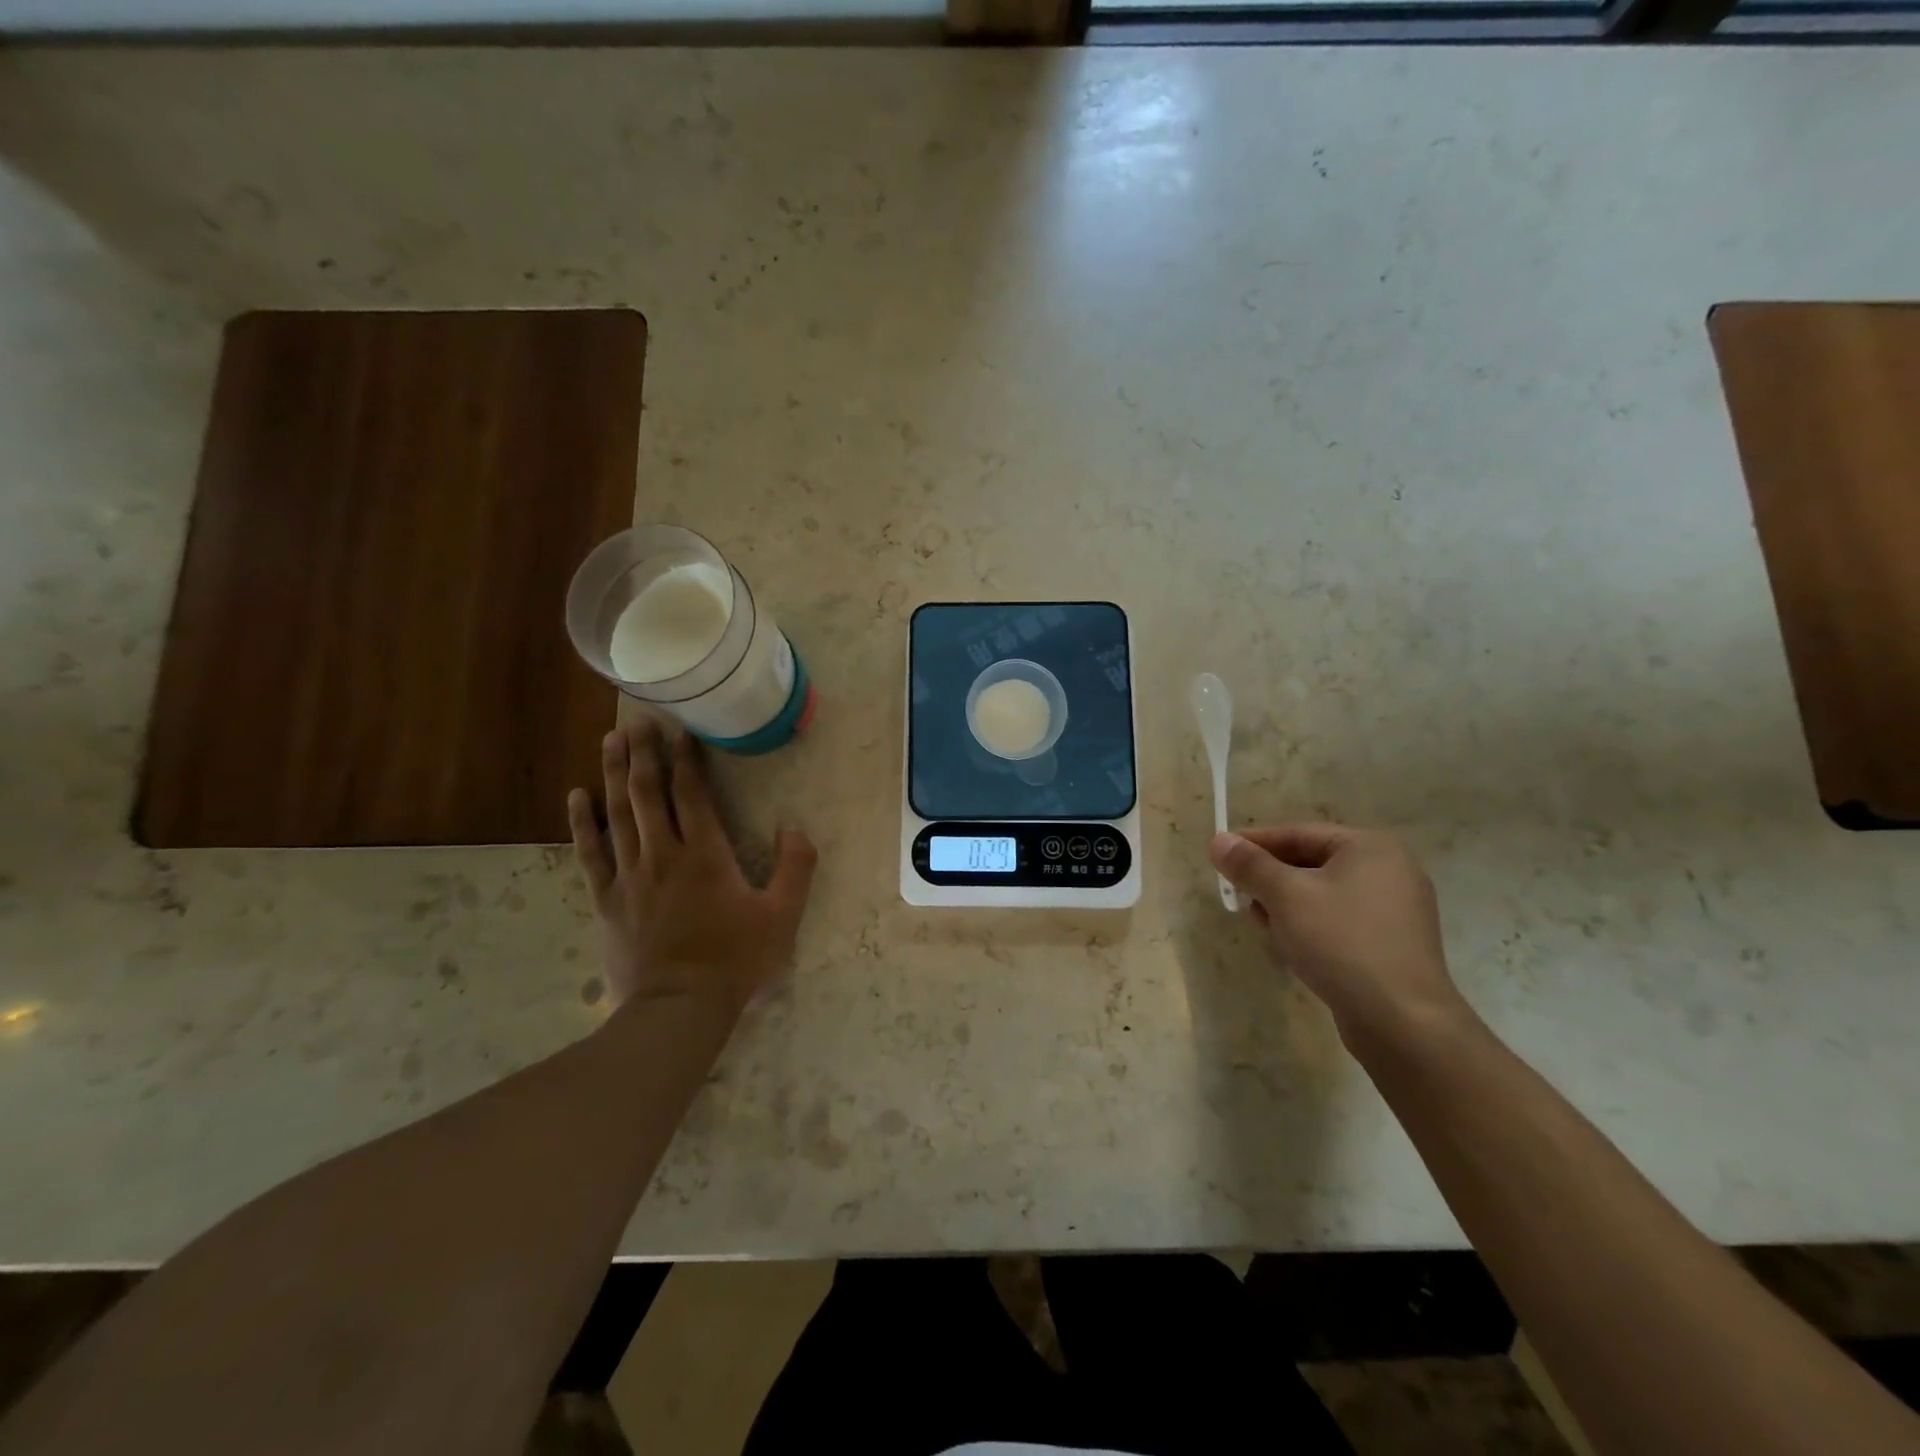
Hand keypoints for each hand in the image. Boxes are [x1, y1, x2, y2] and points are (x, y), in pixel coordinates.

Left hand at [567, 718, 816, 1012]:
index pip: (692, 793)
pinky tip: (578, 796)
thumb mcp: (783, 915)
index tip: (682, 729)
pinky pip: (590, 852)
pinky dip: (583, 822)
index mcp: (705, 854)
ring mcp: (629, 875)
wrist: (679, 1008)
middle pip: (648, 792)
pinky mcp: (607, 899)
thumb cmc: (735, 960)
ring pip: (617, 812)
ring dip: (614, 773)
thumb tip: (795, 827)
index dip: (687, 758)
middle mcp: (662, 854)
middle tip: (639, 721)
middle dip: (644, 753)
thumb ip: (796, 867)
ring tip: (611, 740)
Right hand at [1210, 824, 1469, 1048]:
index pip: (1298, 833)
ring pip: (1323, 893)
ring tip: (1260, 923)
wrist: (1402, 1021)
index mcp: (1370, 847)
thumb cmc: (1341, 942)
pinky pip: (1340, 920)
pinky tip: (1290, 944)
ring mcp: (1396, 909)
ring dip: (1286, 904)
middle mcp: (1390, 870)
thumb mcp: (1286, 896)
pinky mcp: (1393, 943)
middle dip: (1270, 878)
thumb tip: (1219, 840)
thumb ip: (1250, 865)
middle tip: (1237, 893)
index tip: (1219, 854)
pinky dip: (1310, 925)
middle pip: (1311, 862)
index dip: (1254, 843)